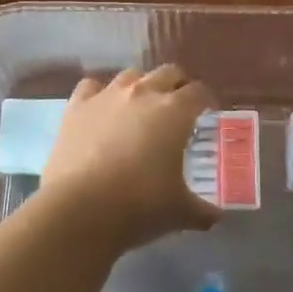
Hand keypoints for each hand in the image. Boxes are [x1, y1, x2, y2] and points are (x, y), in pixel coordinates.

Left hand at [40, 67, 218, 249]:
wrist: (80, 209)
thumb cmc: (140, 205)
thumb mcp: (179, 212)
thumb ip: (201, 211)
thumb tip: (216, 217)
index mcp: (175, 111)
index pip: (198, 92)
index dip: (206, 100)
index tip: (207, 112)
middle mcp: (143, 92)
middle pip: (167, 73)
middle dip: (176, 86)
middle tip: (178, 108)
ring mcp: (107, 95)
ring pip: (131, 75)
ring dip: (140, 86)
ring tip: (140, 107)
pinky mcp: (76, 106)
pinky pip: (91, 87)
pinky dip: (99, 94)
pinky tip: (101, 109)